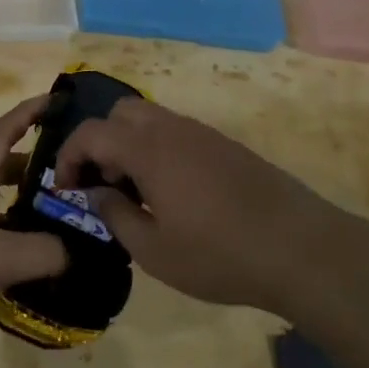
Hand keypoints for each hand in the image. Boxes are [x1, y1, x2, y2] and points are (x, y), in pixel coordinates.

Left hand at [0, 96, 68, 364]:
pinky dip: (15, 244)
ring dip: (28, 208)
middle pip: (3, 168)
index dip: (31, 113)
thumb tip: (77, 251)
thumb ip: (43, 251)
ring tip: (68, 216)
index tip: (60, 99)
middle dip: (38, 165)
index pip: (3, 131)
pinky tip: (40, 261)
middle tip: (78, 170)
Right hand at [52, 98, 329, 314]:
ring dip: (131, 145)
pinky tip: (173, 193)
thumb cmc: (219, 255)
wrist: (301, 249)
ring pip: (151, 119)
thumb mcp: (154, 251)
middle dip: (101, 142)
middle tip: (105, 184)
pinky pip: (177, 132)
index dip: (69, 156)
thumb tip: (97, 192)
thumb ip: (116, 215)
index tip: (67, 189)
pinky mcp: (226, 145)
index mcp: (148, 149)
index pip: (91, 132)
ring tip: (138, 192)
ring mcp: (203, 133)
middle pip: (120, 112)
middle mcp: (172, 129)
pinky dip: (159, 150)